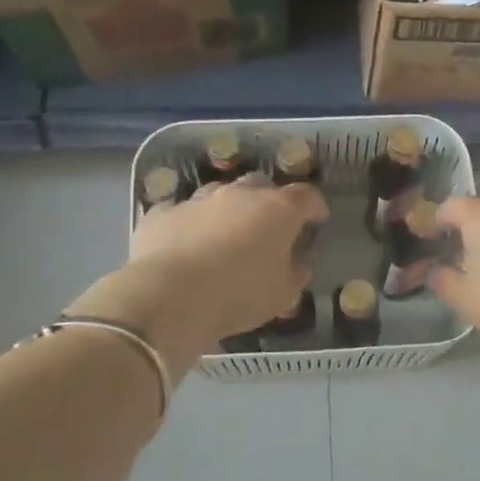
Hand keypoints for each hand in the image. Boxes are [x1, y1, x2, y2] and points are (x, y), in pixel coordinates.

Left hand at [108, 174, 328, 357]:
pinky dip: (189, 222)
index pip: (306, 195)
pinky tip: (186, 241)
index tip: (317, 220)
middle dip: (269, 200)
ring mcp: (197, 199)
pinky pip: (181, 211)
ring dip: (228, 208)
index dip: (314, 206)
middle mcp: (238, 195)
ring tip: (227, 234)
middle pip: (261, 184)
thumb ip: (296, 271)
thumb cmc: (240, 294)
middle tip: (270, 226)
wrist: (170, 295)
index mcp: (277, 210)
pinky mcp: (162, 213)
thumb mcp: (283, 293)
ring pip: (219, 192)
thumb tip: (299, 260)